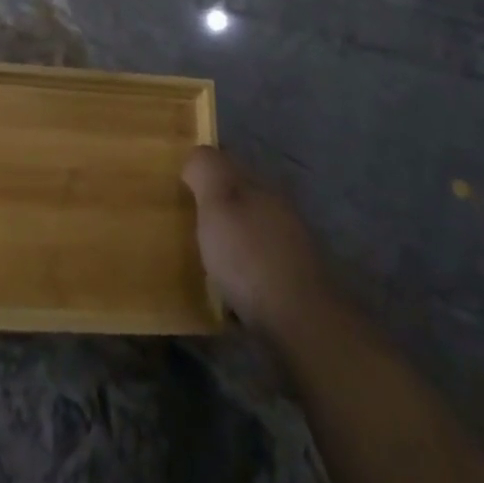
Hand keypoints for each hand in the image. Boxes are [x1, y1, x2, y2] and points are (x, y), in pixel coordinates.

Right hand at [183, 147, 330, 338]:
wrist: (303, 326)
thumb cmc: (250, 257)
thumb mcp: (217, 203)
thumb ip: (205, 170)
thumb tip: (197, 156)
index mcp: (260, 185)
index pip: (228, 164)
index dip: (204, 171)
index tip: (180, 185)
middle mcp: (279, 211)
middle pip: (241, 200)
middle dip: (217, 209)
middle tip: (186, 225)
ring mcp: (292, 250)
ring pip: (252, 236)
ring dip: (231, 245)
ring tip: (203, 264)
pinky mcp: (296, 287)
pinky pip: (260, 271)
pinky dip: (243, 277)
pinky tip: (228, 296)